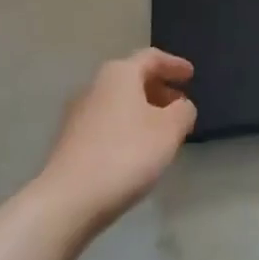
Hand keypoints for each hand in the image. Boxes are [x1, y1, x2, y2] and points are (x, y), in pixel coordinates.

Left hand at [40, 49, 195, 228]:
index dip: (174, 65)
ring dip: (143, 110)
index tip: (191, 75)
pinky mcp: (69, 142)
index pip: (151, 58)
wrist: (67, 201)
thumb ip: (183, 111)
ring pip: (119, 102)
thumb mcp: (170, 130)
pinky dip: (126, 128)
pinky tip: (136, 151)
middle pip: (133, 78)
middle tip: (179, 104)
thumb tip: (181, 106)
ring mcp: (78, 115)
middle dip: (159, 89)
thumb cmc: (125, 154)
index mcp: (120, 73)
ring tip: (161, 131)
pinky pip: (106, 123)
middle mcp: (95, 86)